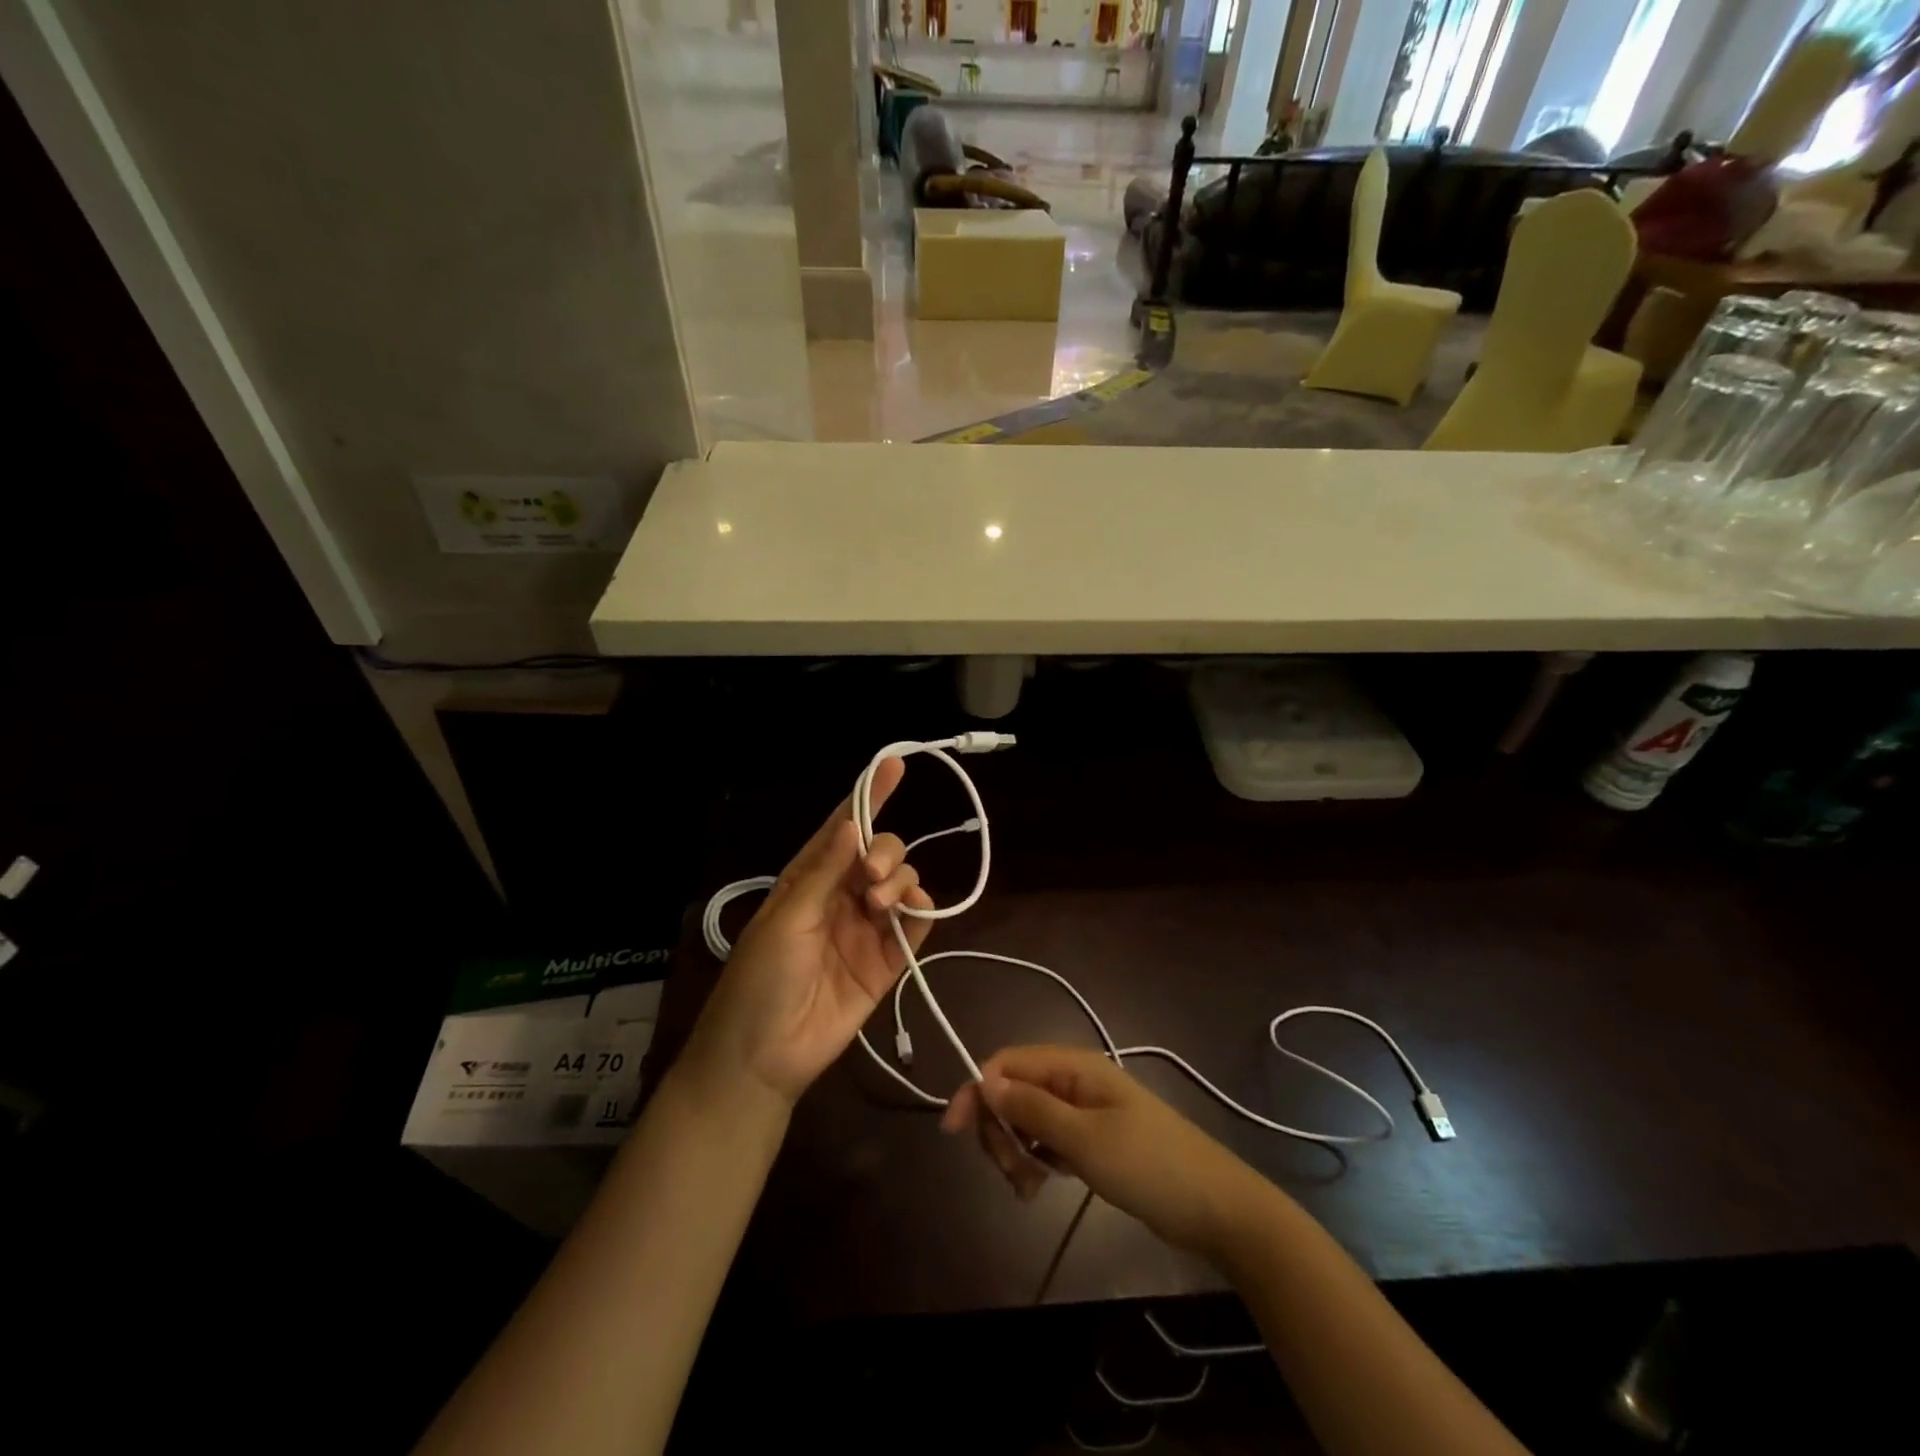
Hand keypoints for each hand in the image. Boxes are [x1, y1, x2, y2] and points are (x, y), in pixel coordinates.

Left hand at [680, 757, 932, 1109]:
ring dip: (899, 881)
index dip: (868, 795)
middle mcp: (841, 896)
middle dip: (885, 852)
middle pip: (879, 852)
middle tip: (873, 878)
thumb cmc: (760, 979)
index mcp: (809, 878)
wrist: (764, 1056)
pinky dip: (922, 911)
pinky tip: (915, 912)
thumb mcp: (787, 920)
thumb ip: (825, 873)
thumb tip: (854, 825)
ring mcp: (866, 928)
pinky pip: (916, 924)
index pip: (843, 828)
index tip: (894, 766)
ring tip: (880, 906)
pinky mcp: (887, 960)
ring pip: (901, 883)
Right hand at [941, 1045, 1267, 1255]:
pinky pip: (1046, 1140)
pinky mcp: (1090, 1139)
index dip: (977, 1090)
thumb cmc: (1149, 1165)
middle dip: (999, 1129)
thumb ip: (1032, 1109)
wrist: (1215, 1207)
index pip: (1007, 1063)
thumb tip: (984, 1080)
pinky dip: (1034, 1161)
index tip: (954, 1131)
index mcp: (1074, 1066)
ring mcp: (1083, 1110)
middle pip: (1013, 1091)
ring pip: (1026, 1119)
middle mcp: (1074, 1080)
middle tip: (1010, 1172)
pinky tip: (1039, 1188)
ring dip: (1015, 1150)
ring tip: (1028, 1188)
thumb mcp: (1085, 1139)